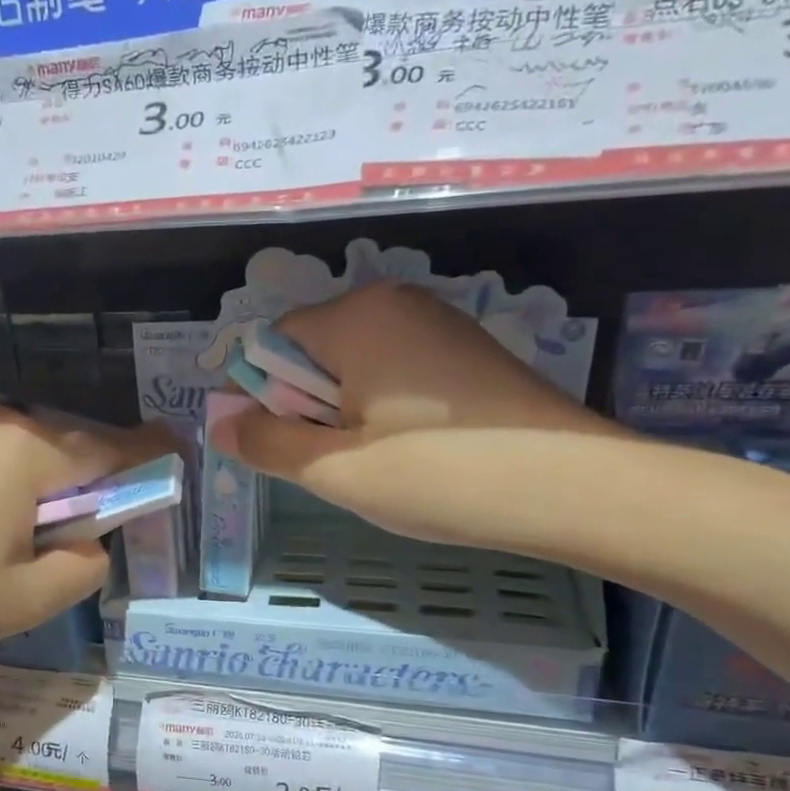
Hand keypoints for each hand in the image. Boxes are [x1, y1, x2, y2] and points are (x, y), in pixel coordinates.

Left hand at [0, 394, 175, 672]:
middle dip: (85, 486)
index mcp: (29, 451)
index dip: (149, 456)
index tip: (177, 453)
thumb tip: (90, 541)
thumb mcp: (27, 600)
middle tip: (74, 540)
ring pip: (26, 451)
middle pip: (67, 448)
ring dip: (41, 487)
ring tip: (14, 543)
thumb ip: (84, 565)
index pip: (111, 450)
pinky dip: (3, 483)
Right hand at [213, 282, 625, 543]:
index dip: (266, 399)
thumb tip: (217, 422)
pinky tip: (417, 450)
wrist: (572, 488)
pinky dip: (386, 408)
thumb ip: (266, 442)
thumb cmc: (438, 474)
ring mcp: (438, 323)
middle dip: (310, 407)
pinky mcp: (467, 350)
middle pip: (314, 352)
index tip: (292, 449)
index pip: (272, 344)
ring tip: (383, 462)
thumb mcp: (336, 469)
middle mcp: (396, 302)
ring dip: (347, 414)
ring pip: (355, 366)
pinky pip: (397, 371)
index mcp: (356, 316)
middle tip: (342, 463)